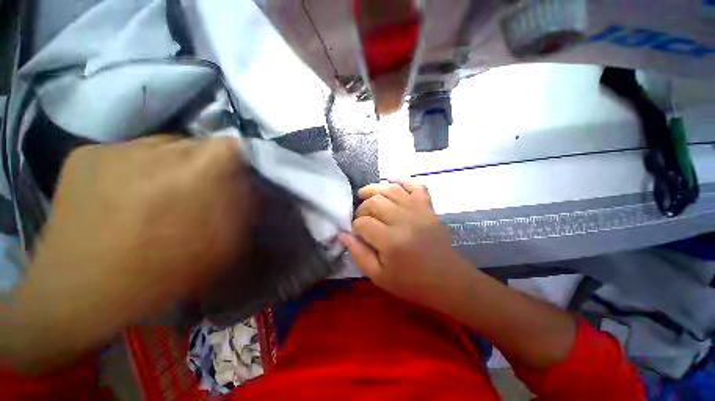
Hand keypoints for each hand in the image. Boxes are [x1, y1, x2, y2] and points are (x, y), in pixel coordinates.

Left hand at [6, 135, 253, 370]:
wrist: (78, 292)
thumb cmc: (158, 274)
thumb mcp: (222, 248)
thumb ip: (242, 211)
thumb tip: (248, 188)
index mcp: (196, 172)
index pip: (232, 147)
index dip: (241, 159)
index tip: (239, 176)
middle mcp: (157, 149)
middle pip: (198, 143)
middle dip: (208, 164)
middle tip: (202, 189)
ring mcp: (114, 147)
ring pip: (164, 144)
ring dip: (173, 164)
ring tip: (163, 193)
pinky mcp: (85, 154)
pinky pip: (128, 151)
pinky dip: (138, 166)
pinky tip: (128, 194)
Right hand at [339, 179, 470, 308]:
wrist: (448, 280)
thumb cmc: (412, 283)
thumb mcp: (379, 277)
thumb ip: (359, 254)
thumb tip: (343, 234)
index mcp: (391, 241)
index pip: (363, 223)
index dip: (355, 226)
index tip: (356, 233)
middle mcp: (404, 220)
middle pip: (374, 202)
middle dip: (362, 208)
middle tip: (361, 218)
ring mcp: (418, 210)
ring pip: (390, 189)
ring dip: (374, 189)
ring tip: (364, 194)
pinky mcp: (428, 207)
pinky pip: (416, 185)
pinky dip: (402, 180)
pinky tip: (390, 181)